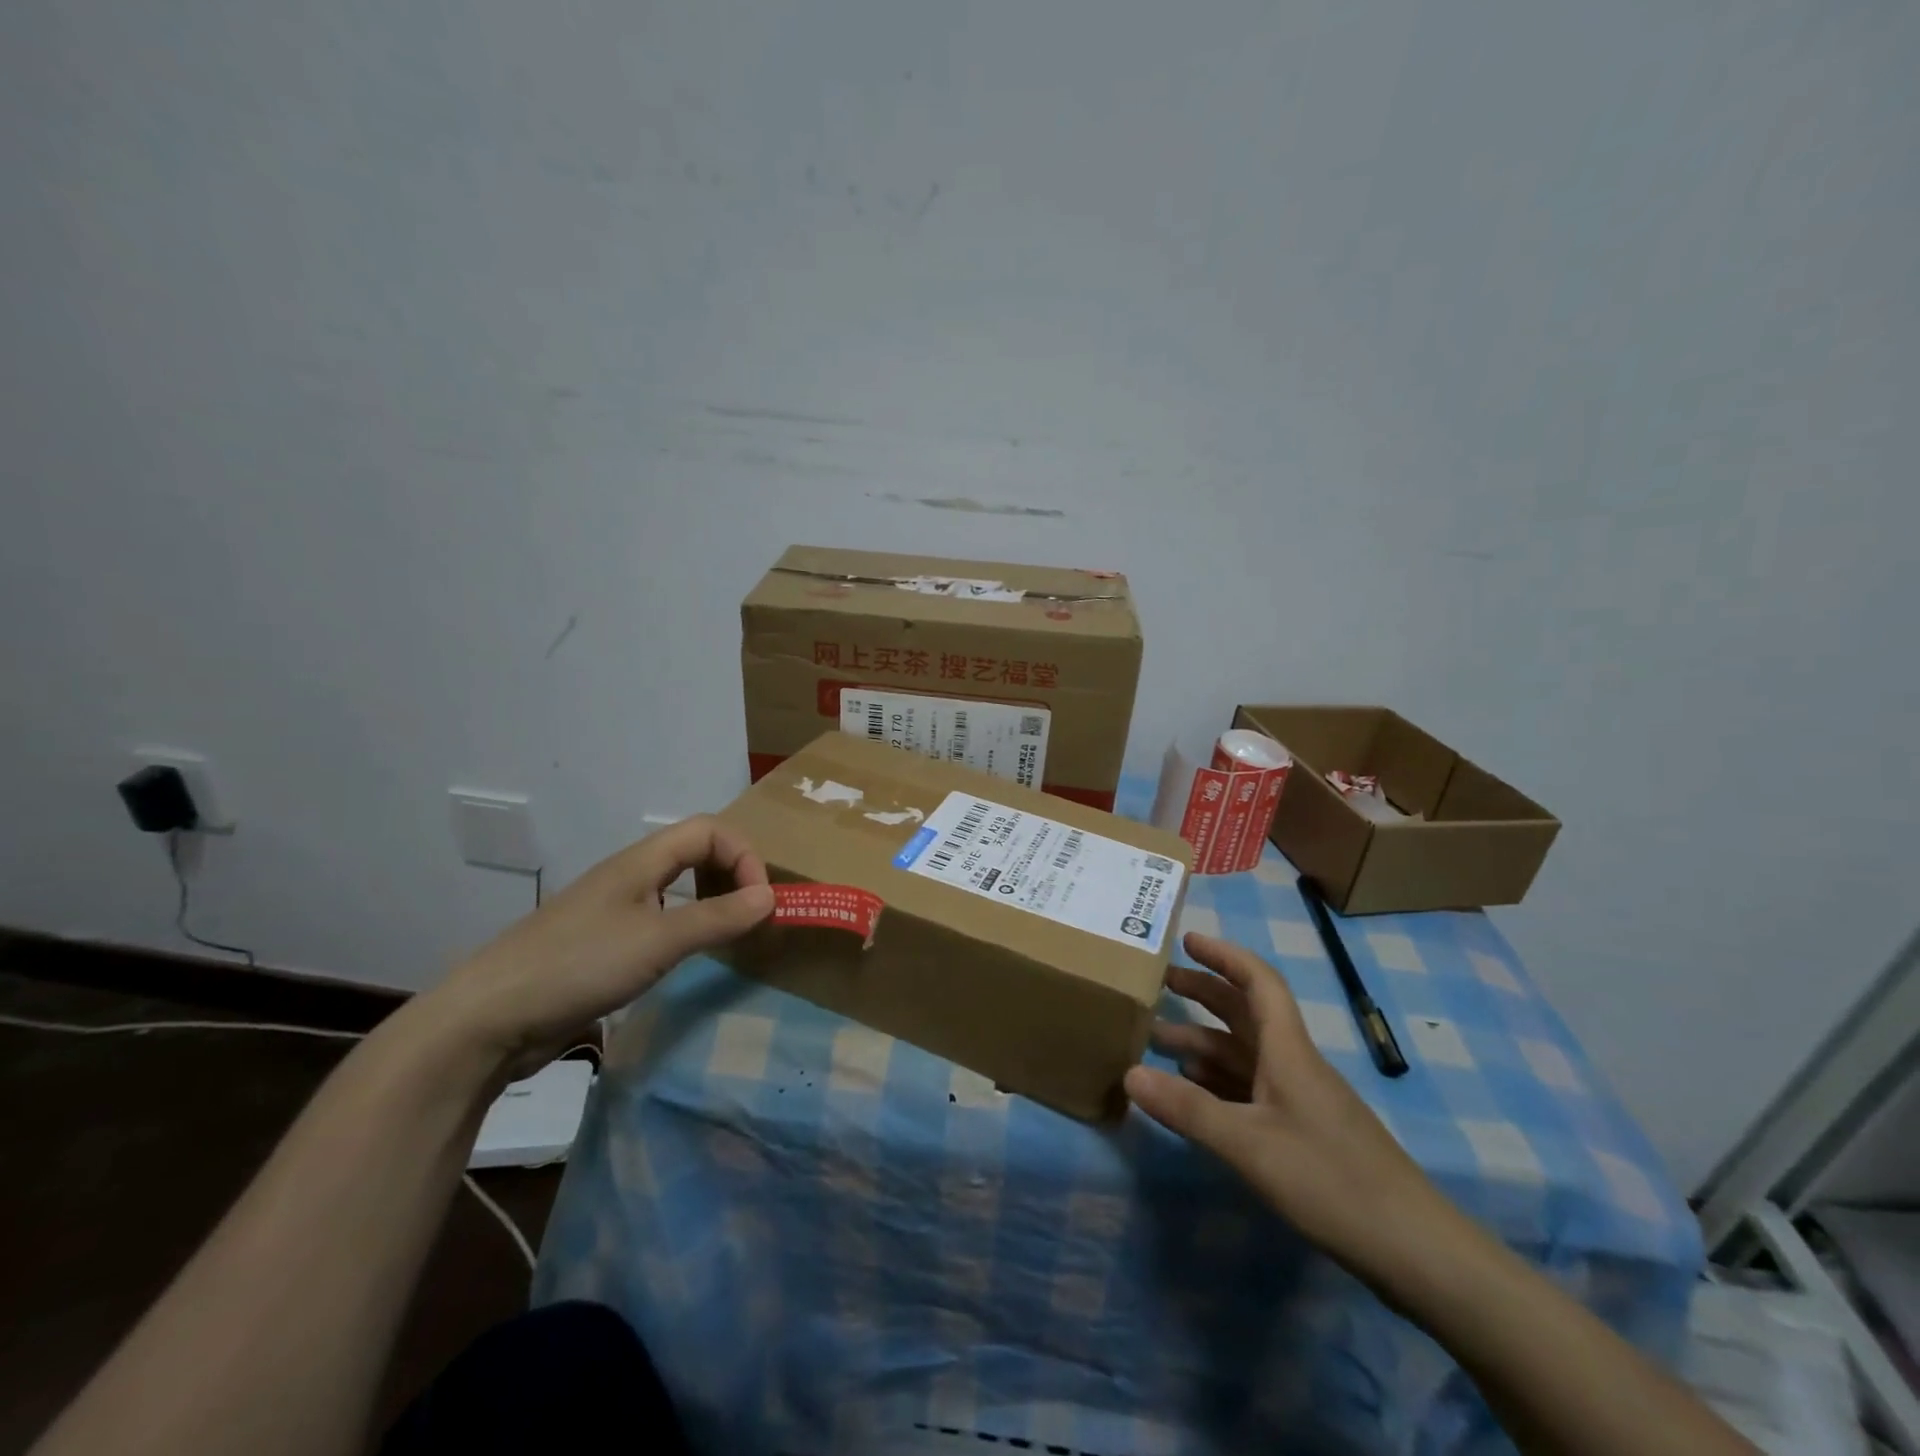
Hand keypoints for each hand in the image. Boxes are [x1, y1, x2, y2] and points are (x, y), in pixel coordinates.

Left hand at [426, 816, 773, 1079]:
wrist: (487, 1018)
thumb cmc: (579, 966)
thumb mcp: (659, 941)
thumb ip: (718, 918)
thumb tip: (771, 897)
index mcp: (641, 861)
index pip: (709, 830)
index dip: (743, 856)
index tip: (759, 901)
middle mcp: (629, 876)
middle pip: (694, 851)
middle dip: (731, 874)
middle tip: (751, 914)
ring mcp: (611, 910)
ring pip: (676, 886)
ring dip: (710, 900)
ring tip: (729, 934)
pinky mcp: (600, 944)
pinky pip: (658, 920)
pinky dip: (686, 927)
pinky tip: (686, 957)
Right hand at [1127, 933, 1465, 1289]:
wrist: (1415, 1251)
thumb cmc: (1332, 1181)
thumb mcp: (1250, 1145)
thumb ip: (1188, 1109)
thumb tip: (1128, 1074)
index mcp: (1287, 1050)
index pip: (1258, 981)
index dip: (1224, 955)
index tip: (1186, 940)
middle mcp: (1292, 1063)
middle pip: (1245, 1012)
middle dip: (1204, 992)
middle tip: (1159, 984)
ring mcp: (1298, 1099)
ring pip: (1243, 1053)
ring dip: (1202, 1041)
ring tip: (1156, 1040)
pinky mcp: (1301, 1132)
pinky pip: (1249, 1089)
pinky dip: (1216, 1081)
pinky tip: (1190, 1090)